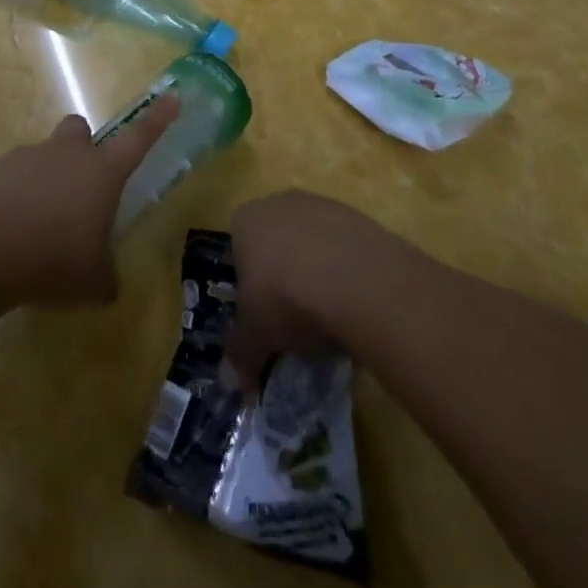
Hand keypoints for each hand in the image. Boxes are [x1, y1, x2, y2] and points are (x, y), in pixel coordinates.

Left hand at [0, 94, 180, 304]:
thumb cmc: (57, 257)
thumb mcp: (94, 279)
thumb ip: (105, 275)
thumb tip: (107, 283)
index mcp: (103, 171)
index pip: (139, 138)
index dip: (158, 118)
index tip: (172, 97)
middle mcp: (68, 154)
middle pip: (79, 129)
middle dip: (81, 146)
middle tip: (79, 183)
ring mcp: (29, 156)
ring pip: (44, 153)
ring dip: (46, 177)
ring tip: (37, 223)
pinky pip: (12, 175)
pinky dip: (14, 194)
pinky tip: (9, 228)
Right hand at [226, 191, 377, 394]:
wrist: (352, 277)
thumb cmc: (285, 297)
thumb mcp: (257, 334)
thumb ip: (241, 355)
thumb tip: (230, 385)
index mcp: (245, 220)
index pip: (238, 248)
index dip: (250, 282)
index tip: (263, 313)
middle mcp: (278, 203)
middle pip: (277, 241)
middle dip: (284, 273)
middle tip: (295, 315)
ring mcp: (320, 204)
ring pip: (313, 242)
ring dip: (318, 270)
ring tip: (329, 312)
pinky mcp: (357, 216)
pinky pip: (345, 246)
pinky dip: (347, 270)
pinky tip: (356, 300)